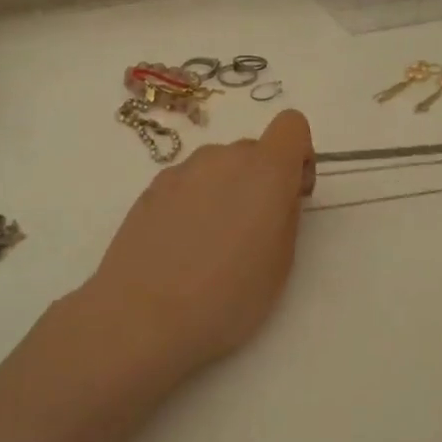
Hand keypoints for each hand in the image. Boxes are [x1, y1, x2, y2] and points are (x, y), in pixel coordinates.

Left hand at [80, 109, 313, 385]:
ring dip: (224, 191)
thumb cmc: (227, 297)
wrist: (142, 316)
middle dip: (259, 181)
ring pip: (217, 168)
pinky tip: (180, 247)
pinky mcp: (150, 189)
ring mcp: (181, 171)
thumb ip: (284, 214)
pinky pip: (187, 184)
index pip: (292, 125)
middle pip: (252, 150)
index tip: (291, 194)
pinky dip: (193, 203)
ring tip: (210, 245)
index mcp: (264, 170)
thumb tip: (274, 197)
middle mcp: (222, 158)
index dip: (298, 155)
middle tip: (251, 233)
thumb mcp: (280, 263)